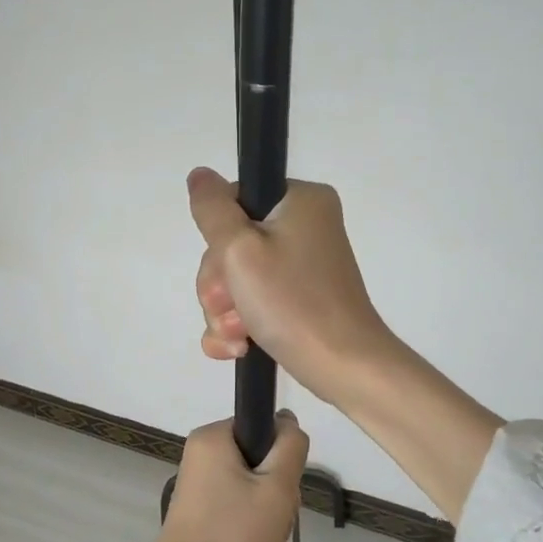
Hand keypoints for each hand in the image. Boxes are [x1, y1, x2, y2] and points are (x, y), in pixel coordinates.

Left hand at [109, 413, 309, 541]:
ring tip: (270, 540)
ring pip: (253, 483)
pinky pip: (237, 501)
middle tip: (278, 519)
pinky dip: (253, 521)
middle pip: (260, 457)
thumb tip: (287, 420)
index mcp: (213, 436)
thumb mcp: (277, 488)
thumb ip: (291, 447)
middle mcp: (201, 452)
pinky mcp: (200, 506)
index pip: (264, 426)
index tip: (284, 488)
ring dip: (270, 510)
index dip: (283, 455)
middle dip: (278, 490)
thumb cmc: (232, 534)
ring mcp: (199, 480)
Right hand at [188, 168, 502, 525]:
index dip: (218, 239)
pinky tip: (237, 348)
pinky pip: (253, 303)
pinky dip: (238, 326)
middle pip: (231, 244)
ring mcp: (303, 266)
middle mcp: (305, 226)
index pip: (233, 201)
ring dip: (225, 312)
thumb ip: (212, 210)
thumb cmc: (293, 303)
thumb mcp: (240, 250)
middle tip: (232, 307)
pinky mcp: (299, 300)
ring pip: (236, 279)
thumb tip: (199, 176)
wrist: (343, 366)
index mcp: (301, 201)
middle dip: (221, 285)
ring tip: (239, 335)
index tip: (227, 269)